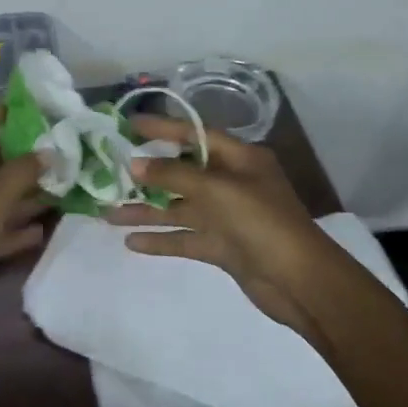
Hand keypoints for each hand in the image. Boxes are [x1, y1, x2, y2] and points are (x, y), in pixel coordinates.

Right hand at [105, 116, 331, 338]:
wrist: (299, 281)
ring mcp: (227, 217)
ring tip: (107, 214)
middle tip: (110, 172)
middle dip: (148, 174)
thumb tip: (135, 164)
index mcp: (240, 159)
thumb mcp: (217, 190)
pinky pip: (185, 237)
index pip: (195, 135)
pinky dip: (160, 239)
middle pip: (183, 172)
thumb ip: (173, 175)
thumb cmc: (262, 222)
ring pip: (179, 208)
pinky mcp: (222, 246)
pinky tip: (131, 242)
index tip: (130, 125)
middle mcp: (233, 183)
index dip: (163, 129)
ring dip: (146, 211)